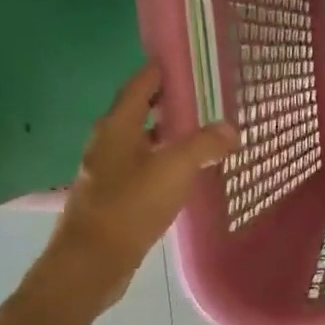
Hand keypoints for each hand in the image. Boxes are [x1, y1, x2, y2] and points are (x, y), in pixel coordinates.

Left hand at [39, 66, 236, 313]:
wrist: (93, 261)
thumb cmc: (130, 207)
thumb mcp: (174, 170)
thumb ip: (204, 145)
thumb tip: (231, 128)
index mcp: (116, 127)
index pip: (139, 86)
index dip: (160, 72)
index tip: (184, 63)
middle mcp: (107, 144)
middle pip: (137, 114)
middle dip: (166, 106)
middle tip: (200, 101)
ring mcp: (107, 173)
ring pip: (139, 145)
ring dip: (164, 138)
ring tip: (197, 137)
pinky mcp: (112, 199)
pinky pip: (141, 170)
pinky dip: (161, 165)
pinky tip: (181, 177)